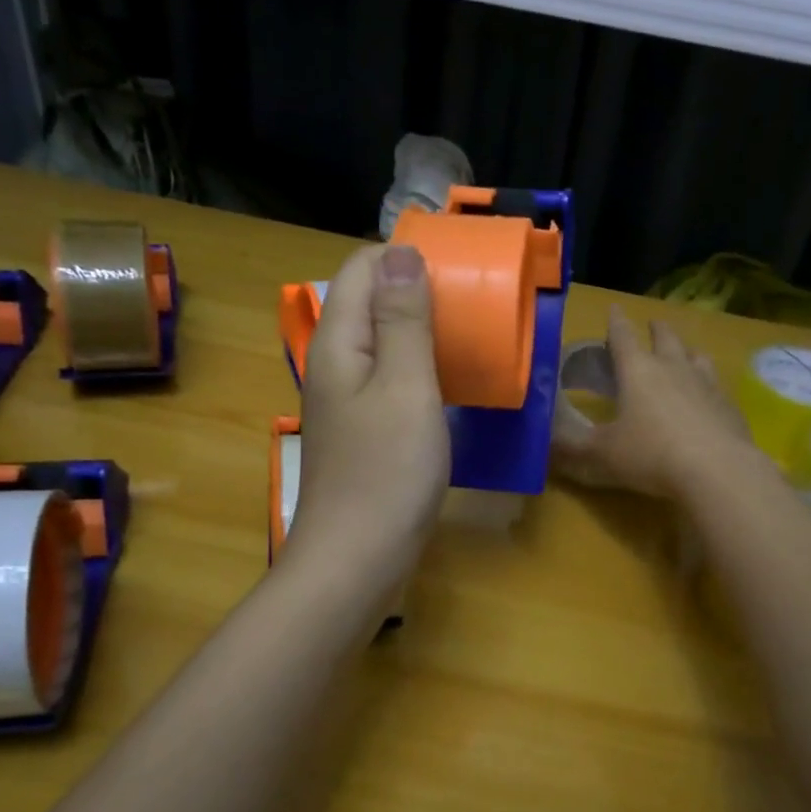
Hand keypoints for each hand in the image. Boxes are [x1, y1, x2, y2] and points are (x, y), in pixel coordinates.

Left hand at [291, 243, 449, 583]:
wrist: (357, 559)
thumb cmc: (386, 472)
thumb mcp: (406, 387)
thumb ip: (403, 319)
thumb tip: (401, 253)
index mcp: (339, 342)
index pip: (363, 268)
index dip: (407, 255)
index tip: (460, 263)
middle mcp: (335, 362)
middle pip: (371, 301)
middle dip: (419, 289)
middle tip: (475, 299)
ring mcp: (347, 399)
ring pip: (383, 341)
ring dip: (423, 329)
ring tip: (472, 332)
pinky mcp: (363, 429)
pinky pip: (391, 378)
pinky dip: (420, 367)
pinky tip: (452, 381)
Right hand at [552, 308, 755, 500]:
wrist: (717, 471)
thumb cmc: (650, 455)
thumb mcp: (600, 455)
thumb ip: (571, 447)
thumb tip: (545, 442)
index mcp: (638, 371)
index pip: (623, 336)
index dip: (615, 322)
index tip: (614, 308)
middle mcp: (674, 368)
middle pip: (665, 338)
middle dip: (656, 329)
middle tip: (652, 325)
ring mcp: (707, 384)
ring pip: (696, 356)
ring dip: (686, 351)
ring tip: (684, 354)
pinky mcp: (730, 406)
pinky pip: (717, 385)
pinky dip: (708, 385)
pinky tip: (708, 398)